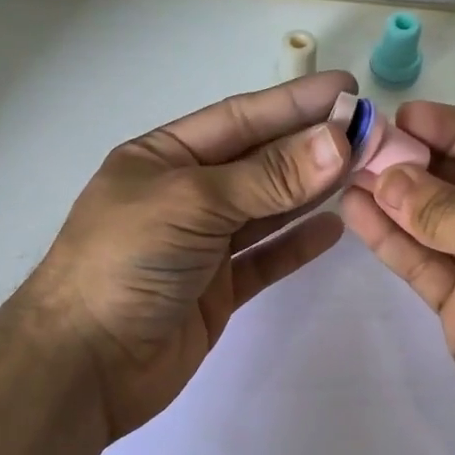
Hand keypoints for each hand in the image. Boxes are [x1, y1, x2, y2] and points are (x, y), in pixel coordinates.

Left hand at [22, 72, 355, 437]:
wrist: (84, 364)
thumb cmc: (126, 262)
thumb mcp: (193, 203)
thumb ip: (268, 176)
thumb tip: (339, 140)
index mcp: (164, 158)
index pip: (239, 120)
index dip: (294, 103)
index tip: (347, 89)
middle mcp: (184, 195)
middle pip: (259, 162)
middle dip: (312, 146)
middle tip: (371, 132)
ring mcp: (201, 245)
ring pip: (266, 209)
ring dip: (311, 191)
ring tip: (363, 172)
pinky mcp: (216, 290)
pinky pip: (264, 258)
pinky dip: (296, 245)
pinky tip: (334, 229)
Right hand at [341, 102, 454, 454]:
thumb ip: (443, 208)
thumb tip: (386, 179)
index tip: (405, 115)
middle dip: (419, 165)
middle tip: (366, 145)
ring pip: (440, 226)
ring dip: (398, 201)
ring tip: (349, 173)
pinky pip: (427, 264)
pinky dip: (395, 240)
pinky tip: (358, 214)